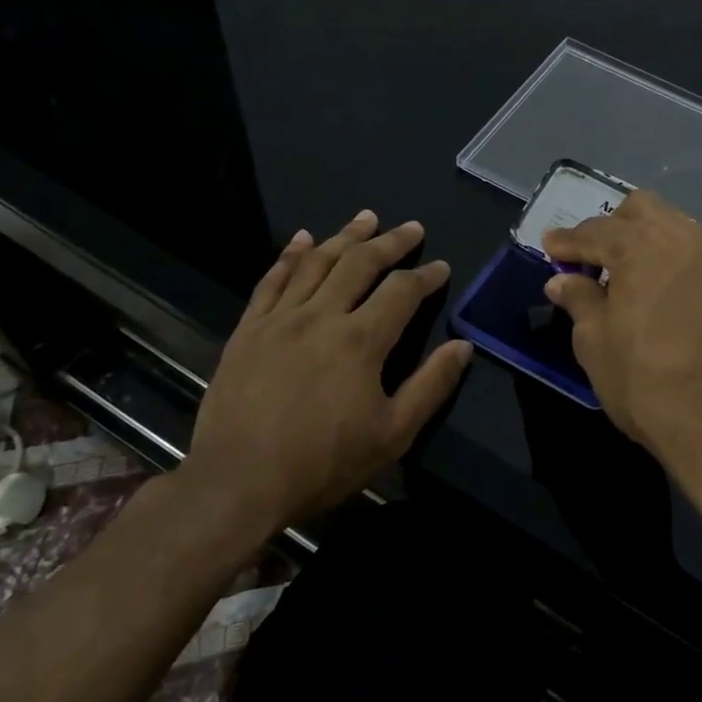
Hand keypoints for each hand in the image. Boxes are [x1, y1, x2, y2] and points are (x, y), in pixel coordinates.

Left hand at [183, 211, 471, 546]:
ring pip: (317, 262)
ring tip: (366, 217)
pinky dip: (289, 254)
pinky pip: (271, 280)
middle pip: (360, 264)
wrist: (237, 484)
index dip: (426, 275)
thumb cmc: (323, 463)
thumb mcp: (393, 434)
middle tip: (411, 227)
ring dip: (344, 236)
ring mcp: (279, 320)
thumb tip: (464, 346)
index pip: (402, 291)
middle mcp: (321, 316)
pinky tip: (302, 238)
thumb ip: (431, 385)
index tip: (441, 266)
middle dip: (390, 242)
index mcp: (361, 340)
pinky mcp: (248, 331)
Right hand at [542, 191, 701, 512]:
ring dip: (640, 238)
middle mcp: (682, 236)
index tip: (548, 245)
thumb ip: (579, 300)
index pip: (595, 231)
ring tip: (619, 275)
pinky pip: (689, 248)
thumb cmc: (647, 382)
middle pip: (639, 210)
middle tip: (587, 259)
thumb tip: (562, 280)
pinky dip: (665, 255)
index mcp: (643, 245)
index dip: (567, 240)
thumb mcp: (596, 342)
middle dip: (609, 227)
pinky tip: (651, 287)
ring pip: (669, 224)